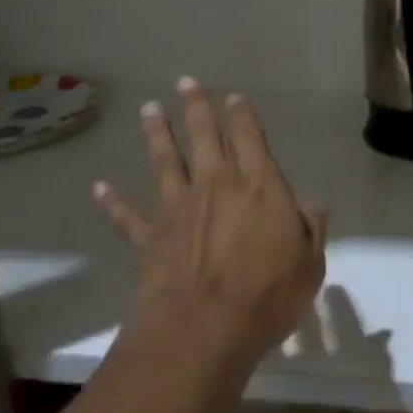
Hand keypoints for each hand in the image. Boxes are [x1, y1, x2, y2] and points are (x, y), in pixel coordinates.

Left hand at [94, 79, 327, 367]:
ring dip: (157, 133)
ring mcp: (179, 209)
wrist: (204, 329)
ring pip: (165, 161)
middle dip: (196, 108)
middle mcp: (216, 186)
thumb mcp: (309, 266)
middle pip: (204, 136)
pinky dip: (113, 202)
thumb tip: (313, 206)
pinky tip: (99, 188)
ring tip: (149, 109)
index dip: (242, 115)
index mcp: (259, 187)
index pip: (249, 139)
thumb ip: (311, 231)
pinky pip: (128, 216)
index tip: (234, 98)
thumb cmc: (267, 297)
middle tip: (186, 82)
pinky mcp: (151, 237)